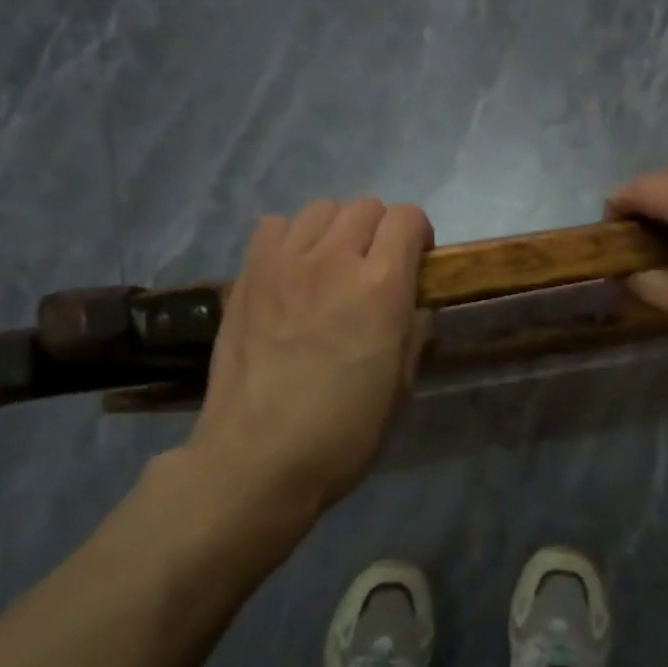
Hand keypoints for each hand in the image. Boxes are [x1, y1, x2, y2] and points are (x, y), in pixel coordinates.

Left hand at [169, 198, 432, 518]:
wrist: (257, 459)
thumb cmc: (343, 432)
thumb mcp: (402, 385)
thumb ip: (414, 331)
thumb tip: (413, 307)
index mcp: (381, 285)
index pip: (408, 218)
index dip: (420, 236)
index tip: (418, 264)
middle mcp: (334, 259)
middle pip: (367, 207)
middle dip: (381, 231)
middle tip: (376, 270)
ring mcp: (284, 263)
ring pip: (321, 208)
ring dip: (337, 229)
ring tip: (332, 266)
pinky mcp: (248, 276)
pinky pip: (275, 226)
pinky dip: (291, 238)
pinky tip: (292, 271)